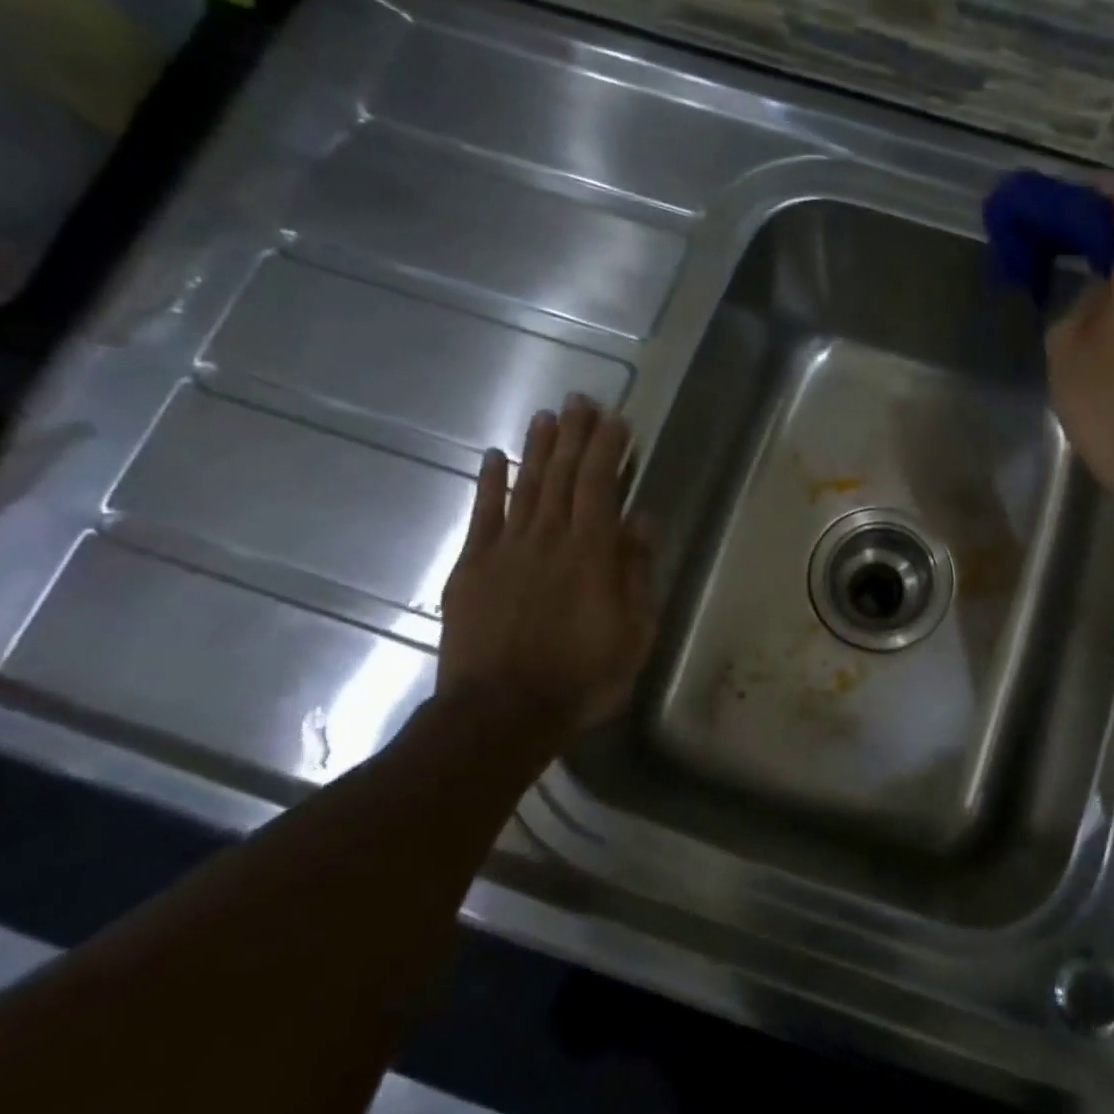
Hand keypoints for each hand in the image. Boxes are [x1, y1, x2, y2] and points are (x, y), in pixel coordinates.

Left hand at [437, 396, 656, 733]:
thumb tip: (641, 522)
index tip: (616, 420)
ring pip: (526, 486)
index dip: (608, 449)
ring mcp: (506, 550)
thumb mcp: (634, 634)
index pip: (600, 485)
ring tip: (547, 415)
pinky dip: (489, 483)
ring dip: (538, 448)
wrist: (501, 713)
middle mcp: (548, 539)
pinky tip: (494, 456)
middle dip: (574, 434)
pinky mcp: (472, 568)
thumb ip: (636, 574)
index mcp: (591, 554)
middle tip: (580, 400)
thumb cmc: (582, 678)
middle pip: (562, 475)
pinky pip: (483, 515)